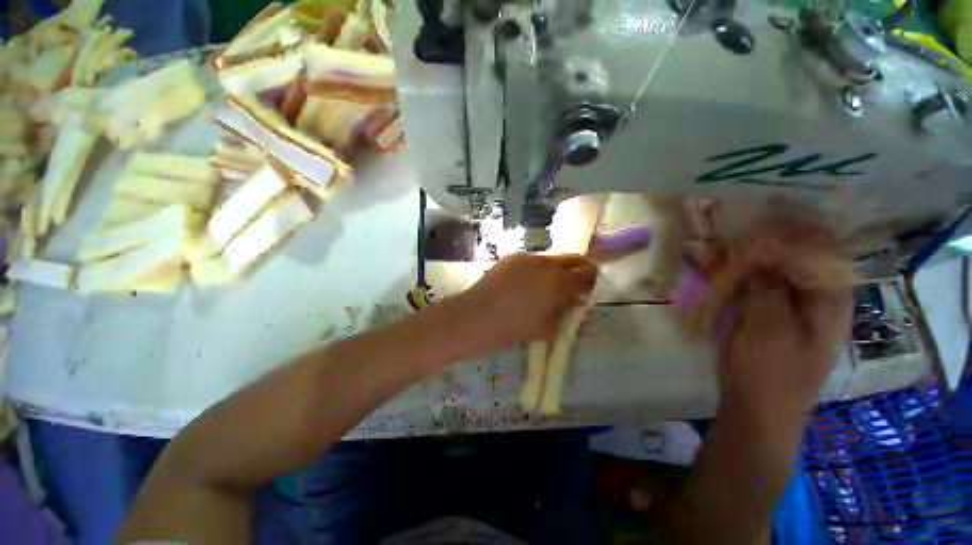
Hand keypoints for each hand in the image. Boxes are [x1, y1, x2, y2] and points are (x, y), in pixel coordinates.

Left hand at [455, 253, 597, 353]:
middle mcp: (546, 264)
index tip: (586, 293)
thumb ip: (565, 314)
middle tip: (576, 284)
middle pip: (574, 259)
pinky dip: (538, 269)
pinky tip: (526, 283)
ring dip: (557, 269)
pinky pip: (533, 260)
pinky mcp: (512, 257)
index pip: (586, 275)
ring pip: (552, 259)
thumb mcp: (545, 328)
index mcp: (558, 282)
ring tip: (547, 286)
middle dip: (581, 269)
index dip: (590, 283)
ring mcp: (527, 257)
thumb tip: (576, 303)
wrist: (474, 317)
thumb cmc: (511, 329)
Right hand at [719, 222, 852, 424]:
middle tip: (724, 230)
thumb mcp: (768, 328)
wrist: (758, 411)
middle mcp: (814, 295)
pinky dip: (733, 273)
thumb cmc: (769, 374)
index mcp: (829, 297)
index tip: (754, 216)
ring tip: (709, 245)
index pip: (819, 245)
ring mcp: (789, 305)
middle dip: (759, 240)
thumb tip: (757, 246)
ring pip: (769, 268)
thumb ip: (767, 286)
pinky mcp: (767, 313)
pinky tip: (710, 265)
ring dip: (740, 255)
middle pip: (793, 253)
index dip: (790, 227)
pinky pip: (753, 283)